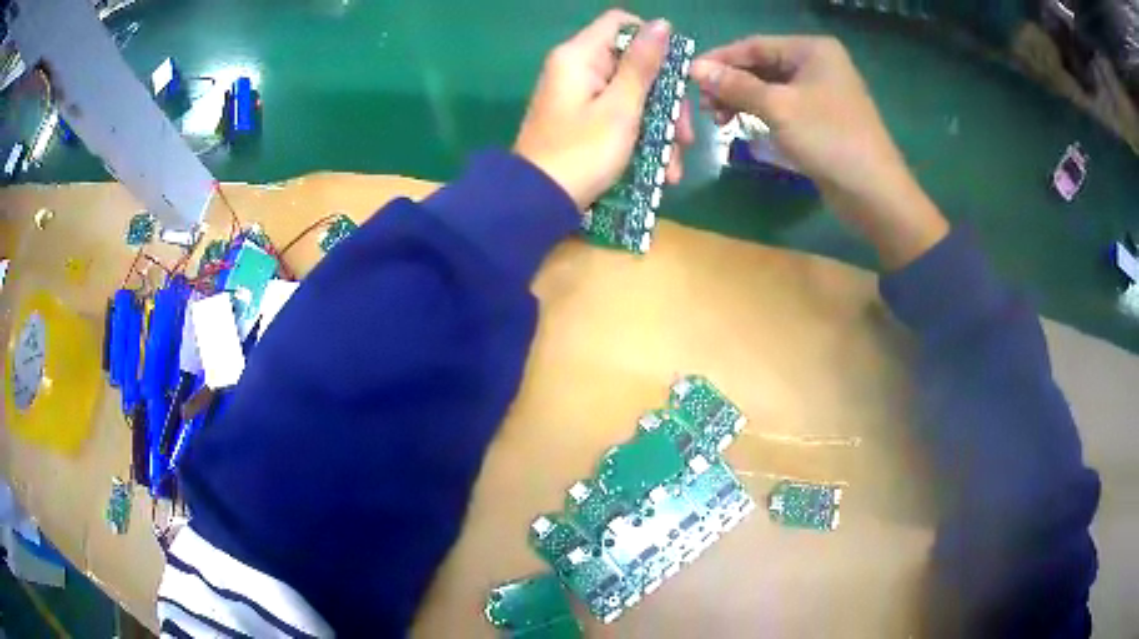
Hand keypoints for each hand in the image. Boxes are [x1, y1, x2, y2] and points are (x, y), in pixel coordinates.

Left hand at [514, 10, 694, 210]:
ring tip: (673, 167)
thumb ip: (642, 64)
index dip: (652, 39)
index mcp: (579, 57)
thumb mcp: (621, 108)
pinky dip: (640, 140)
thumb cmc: (582, 153)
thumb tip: (662, 24)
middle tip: (684, 134)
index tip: (676, 70)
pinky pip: (619, 117)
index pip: (620, 23)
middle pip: (633, 65)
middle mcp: (577, 70)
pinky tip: (660, 171)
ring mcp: (579, 97)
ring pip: (632, 96)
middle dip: (665, 100)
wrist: (538, 203)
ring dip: (659, 129)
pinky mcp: (581, 121)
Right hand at [692, 36, 946, 268]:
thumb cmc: (829, 139)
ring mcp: (820, 91)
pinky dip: (759, 114)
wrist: (874, 193)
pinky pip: (781, 106)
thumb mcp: (778, 108)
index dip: (720, 60)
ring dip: (741, 101)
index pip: (754, 45)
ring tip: (717, 120)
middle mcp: (816, 64)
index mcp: (811, 50)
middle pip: (760, 66)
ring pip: (769, 88)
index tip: (688, 78)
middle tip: (703, 107)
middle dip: (730, 84)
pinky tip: (740, 126)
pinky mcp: (819, 117)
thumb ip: (735, 85)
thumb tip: (695, 68)